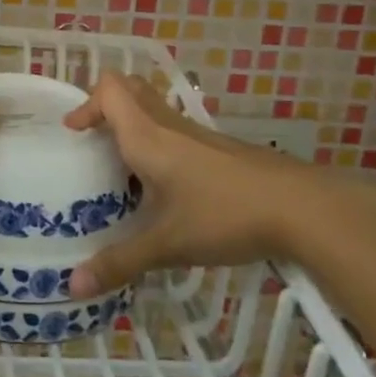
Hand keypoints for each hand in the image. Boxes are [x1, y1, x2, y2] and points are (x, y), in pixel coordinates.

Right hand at [63, 73, 347, 295]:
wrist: (302, 208)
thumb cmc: (225, 215)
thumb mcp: (168, 244)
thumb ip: (120, 263)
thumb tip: (73, 287)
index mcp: (148, 136)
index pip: (110, 90)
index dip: (86, 103)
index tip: (75, 133)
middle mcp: (170, 125)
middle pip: (132, 89)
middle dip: (106, 106)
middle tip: (94, 139)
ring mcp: (199, 135)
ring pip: (156, 110)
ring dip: (133, 125)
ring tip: (123, 168)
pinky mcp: (221, 149)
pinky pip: (177, 131)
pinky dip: (160, 143)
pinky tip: (166, 187)